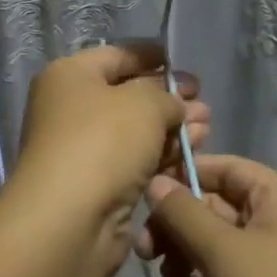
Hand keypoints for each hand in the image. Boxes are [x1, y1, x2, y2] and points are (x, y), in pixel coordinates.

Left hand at [7, 42, 208, 271]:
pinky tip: (191, 155)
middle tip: (203, 104)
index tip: (183, 62)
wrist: (71, 220)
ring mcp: (83, 150)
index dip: (152, 56)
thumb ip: (167, 96)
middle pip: (128, 96)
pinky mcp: (98, 186)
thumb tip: (175, 104)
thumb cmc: (103, 143)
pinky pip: (135, 163)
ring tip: (207, 129)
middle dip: (169, 99)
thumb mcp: (144, 104)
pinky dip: (162, 157)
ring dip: (172, 130)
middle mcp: (71, 110)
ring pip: (136, 133)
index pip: (117, 56)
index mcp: (70, 76)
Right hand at [138, 154, 276, 276]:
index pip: (227, 168)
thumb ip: (184, 212)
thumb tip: (156, 181)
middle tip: (145, 249)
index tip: (147, 191)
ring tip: (168, 276)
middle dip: (178, 223)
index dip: (187, 173)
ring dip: (186, 253)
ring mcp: (271, 264)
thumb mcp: (222, 250)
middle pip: (216, 206)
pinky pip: (224, 275)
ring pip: (215, 243)